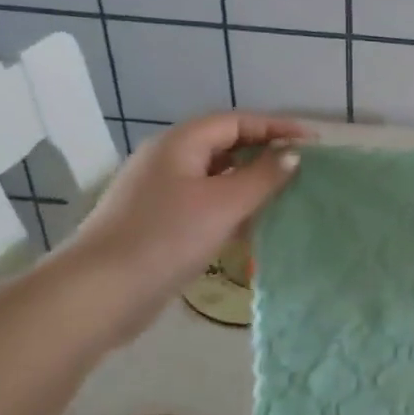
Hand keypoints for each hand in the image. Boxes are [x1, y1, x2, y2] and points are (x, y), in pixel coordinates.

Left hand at [61, 112, 308, 338]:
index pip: (237, 121)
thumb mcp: (224, 204)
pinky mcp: (157, 222)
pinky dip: (231, 206)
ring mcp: (159, 192)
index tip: (313, 142)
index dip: (277, 127)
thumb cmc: (166, 238)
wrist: (99, 293)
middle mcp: (168, 160)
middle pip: (224, 145)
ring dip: (249, 181)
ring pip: (215, 176)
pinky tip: (251, 225)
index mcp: (180, 143)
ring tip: (284, 194)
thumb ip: (263, 177)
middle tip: (301, 167)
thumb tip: (292, 156)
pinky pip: (203, 202)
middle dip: (264, 152)